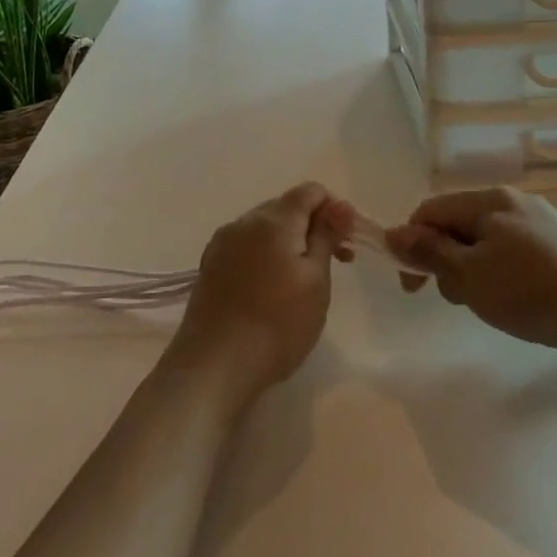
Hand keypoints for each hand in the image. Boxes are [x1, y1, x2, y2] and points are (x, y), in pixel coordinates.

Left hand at [168, 183, 354, 396]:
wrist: (214, 365)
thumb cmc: (277, 324)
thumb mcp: (316, 280)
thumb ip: (326, 236)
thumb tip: (338, 206)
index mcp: (273, 219)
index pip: (310, 191)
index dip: (334, 209)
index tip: (346, 243)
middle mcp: (244, 221)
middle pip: (286, 207)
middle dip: (313, 226)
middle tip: (335, 263)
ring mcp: (222, 243)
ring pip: (265, 228)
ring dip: (290, 242)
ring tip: (303, 281)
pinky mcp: (210, 266)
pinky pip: (246, 247)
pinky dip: (266, 256)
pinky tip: (271, 289)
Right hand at [386, 187, 556, 359]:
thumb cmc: (528, 290)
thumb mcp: (468, 275)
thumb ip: (428, 253)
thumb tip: (392, 234)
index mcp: (488, 200)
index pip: (431, 211)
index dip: (412, 245)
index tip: (412, 287)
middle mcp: (513, 202)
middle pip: (459, 225)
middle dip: (446, 261)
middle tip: (459, 298)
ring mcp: (542, 223)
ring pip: (486, 243)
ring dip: (474, 272)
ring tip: (490, 306)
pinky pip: (514, 255)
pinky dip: (502, 276)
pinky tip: (518, 303)